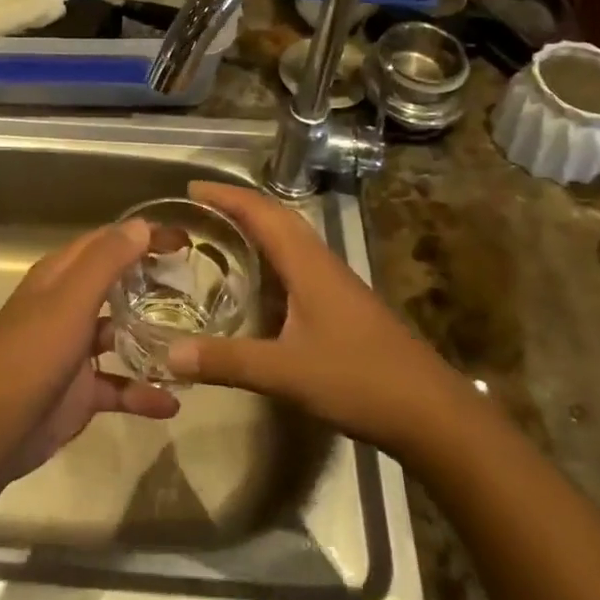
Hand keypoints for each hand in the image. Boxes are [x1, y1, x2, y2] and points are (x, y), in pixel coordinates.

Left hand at [0, 220, 178, 478]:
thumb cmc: (33, 353)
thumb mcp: (71, 299)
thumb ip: (106, 261)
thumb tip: (141, 225)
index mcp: (60, 277)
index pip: (107, 243)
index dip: (143, 236)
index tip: (185, 241)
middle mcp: (67, 306)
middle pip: (116, 285)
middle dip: (152, 282)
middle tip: (197, 285)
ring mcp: (73, 350)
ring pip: (120, 334)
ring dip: (152, 337)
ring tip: (194, 339)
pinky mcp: (80, 391)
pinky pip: (119, 386)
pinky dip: (143, 392)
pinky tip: (172, 402)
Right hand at [166, 182, 452, 453]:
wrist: (431, 412)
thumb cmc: (359, 381)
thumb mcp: (285, 373)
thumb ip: (227, 362)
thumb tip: (169, 354)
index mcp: (307, 264)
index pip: (262, 213)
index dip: (226, 196)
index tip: (191, 188)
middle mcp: (321, 263)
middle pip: (277, 217)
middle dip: (237, 205)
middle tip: (198, 207)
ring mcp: (336, 283)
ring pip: (291, 239)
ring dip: (256, 227)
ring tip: (219, 233)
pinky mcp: (343, 304)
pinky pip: (298, 263)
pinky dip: (271, 256)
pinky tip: (257, 283)